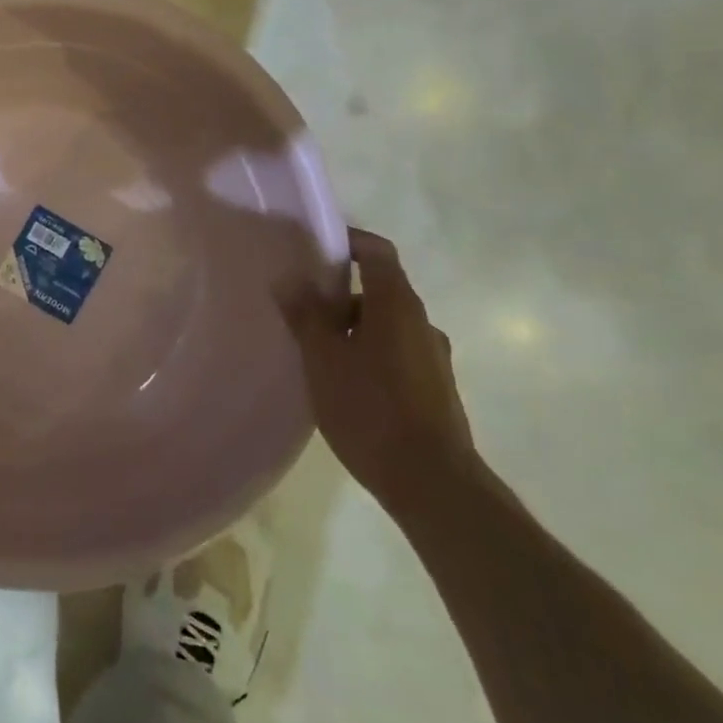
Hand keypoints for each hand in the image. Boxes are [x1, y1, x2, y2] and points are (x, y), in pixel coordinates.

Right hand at [280, 228, 477, 514]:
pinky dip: (369, 353)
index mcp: (397, 305)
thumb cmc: (370, 409)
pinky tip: (344, 383)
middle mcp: (421, 323)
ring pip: (386, 325)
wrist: (431, 482)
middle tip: (301, 307)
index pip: (377, 252)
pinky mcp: (434, 389)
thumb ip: (305, 316)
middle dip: (340, 293)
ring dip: (353, 327)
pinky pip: (395, 353)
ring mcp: (433, 358)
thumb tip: (288, 278)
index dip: (349, 241)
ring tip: (316, 351)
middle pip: (380, 290)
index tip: (315, 247)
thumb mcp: (323, 359)